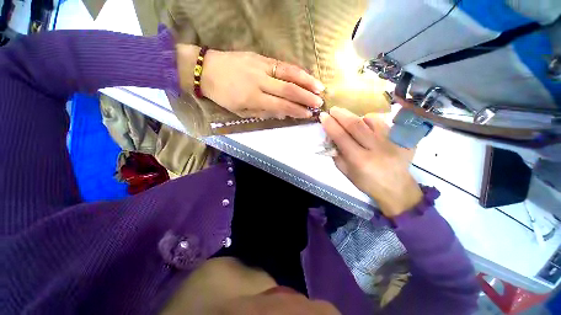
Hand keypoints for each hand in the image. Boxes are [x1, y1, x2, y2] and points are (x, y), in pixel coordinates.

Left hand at [178, 45, 324, 119]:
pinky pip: (282, 64)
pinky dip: (296, 70)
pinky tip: (305, 75)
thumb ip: (262, 113)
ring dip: (306, 80)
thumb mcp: (241, 111)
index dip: (297, 111)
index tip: (308, 115)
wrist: (206, 70)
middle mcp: (260, 81)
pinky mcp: (260, 57)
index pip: (281, 105)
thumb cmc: (223, 95)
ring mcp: (261, 66)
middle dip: (306, 97)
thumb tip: (282, 113)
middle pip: (288, 89)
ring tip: (319, 87)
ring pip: (288, 73)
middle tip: (320, 103)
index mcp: (253, 98)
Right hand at [319, 107, 422, 216]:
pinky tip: (368, 126)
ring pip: (372, 120)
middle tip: (333, 109)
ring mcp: (392, 141)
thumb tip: (330, 138)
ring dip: (357, 117)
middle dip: (341, 114)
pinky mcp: (403, 139)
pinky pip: (384, 123)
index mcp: (360, 160)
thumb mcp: (346, 172)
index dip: (330, 125)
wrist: (396, 188)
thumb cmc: (366, 182)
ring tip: (350, 119)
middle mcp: (376, 148)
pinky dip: (372, 121)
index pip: (341, 137)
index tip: (323, 116)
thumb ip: (336, 154)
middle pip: (356, 125)